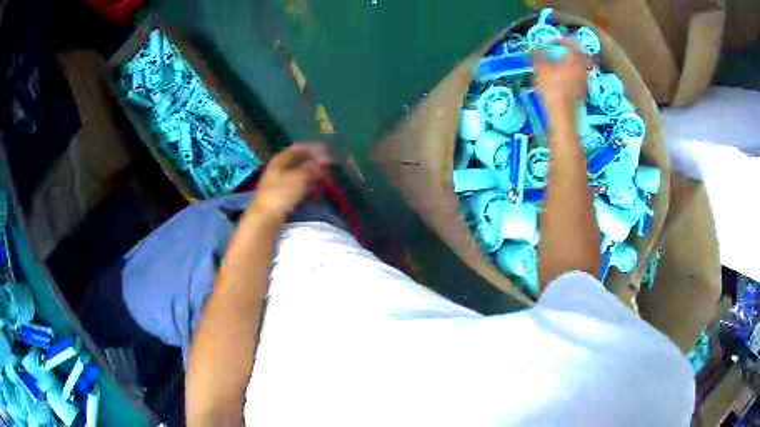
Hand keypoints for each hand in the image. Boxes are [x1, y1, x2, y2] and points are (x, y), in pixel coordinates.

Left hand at [251, 143, 330, 222]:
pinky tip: (314, 187)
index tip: (326, 151)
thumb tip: (322, 159)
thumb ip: (311, 167)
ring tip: (323, 177)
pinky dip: (306, 183)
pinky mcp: (280, 194)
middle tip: (327, 165)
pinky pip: (296, 184)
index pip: (298, 148)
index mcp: (280, 160)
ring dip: (311, 173)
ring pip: (297, 173)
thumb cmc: (281, 194)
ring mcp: (278, 181)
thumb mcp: (298, 178)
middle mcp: (278, 168)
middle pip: (298, 160)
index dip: (313, 148)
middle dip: (313, 161)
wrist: (266, 217)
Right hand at [534, 39, 591, 112]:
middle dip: (572, 51)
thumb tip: (535, 48)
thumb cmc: (552, 88)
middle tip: (563, 51)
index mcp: (574, 59)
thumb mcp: (541, 68)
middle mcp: (582, 68)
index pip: (572, 42)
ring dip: (573, 62)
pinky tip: (564, 78)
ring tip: (562, 64)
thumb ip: (538, 55)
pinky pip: (580, 77)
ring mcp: (584, 80)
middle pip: (581, 54)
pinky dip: (573, 73)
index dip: (563, 40)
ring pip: (581, 66)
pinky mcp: (583, 91)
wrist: (562, 114)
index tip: (555, 42)